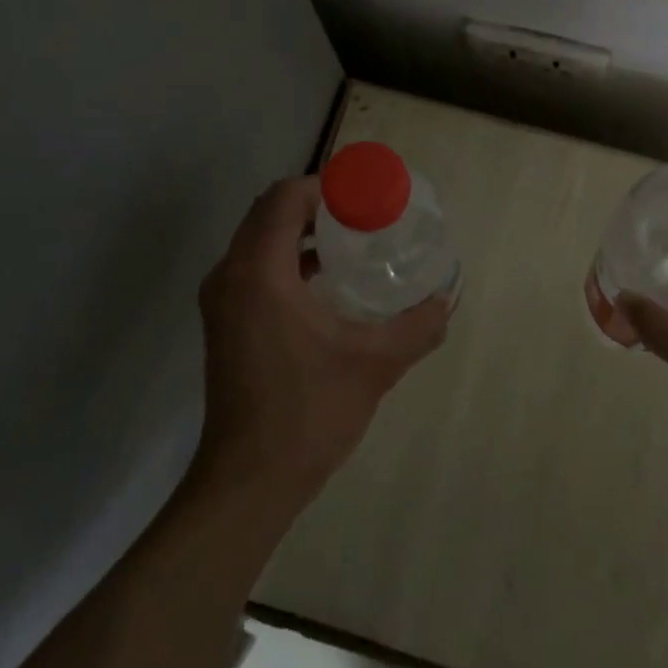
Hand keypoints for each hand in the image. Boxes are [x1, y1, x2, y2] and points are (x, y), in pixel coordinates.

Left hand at [194, 177, 451, 513]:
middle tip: (362, 216)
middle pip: (269, 212)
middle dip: (315, 205)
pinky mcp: (223, 322)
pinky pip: (254, 266)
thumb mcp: (375, 364)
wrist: (249, 480)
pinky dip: (286, 258)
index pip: (285, 198)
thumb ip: (416, 326)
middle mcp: (230, 275)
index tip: (364, 197)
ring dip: (299, 231)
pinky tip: (325, 282)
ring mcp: (221, 300)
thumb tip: (446, 300)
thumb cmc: (308, 412)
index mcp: (259, 272)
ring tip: (349, 244)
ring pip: (258, 239)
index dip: (325, 187)